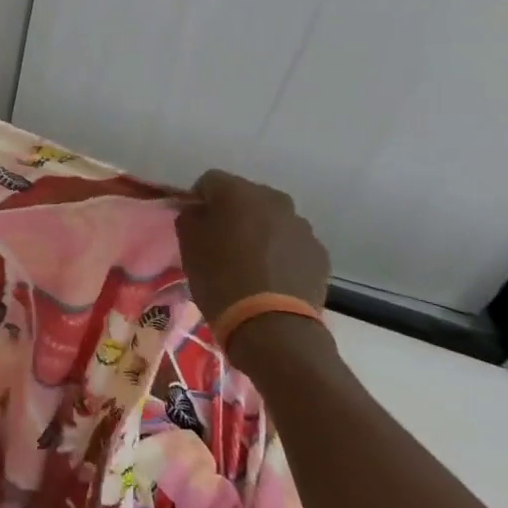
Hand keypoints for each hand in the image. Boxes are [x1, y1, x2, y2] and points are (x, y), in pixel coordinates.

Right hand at [174, 170, 330, 323]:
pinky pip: (291, 243)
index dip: (198, 198)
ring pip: (272, 219)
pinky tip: (269, 276)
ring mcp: (302, 227)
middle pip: (246, 196)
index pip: (210, 180)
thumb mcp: (188, 247)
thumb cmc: (221, 280)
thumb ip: (190, 218)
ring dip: (259, 231)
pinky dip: (279, 252)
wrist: (272, 327)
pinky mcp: (319, 253)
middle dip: (232, 212)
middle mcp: (275, 201)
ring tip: (248, 261)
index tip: (194, 221)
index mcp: (240, 194)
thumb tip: (199, 211)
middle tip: (220, 240)